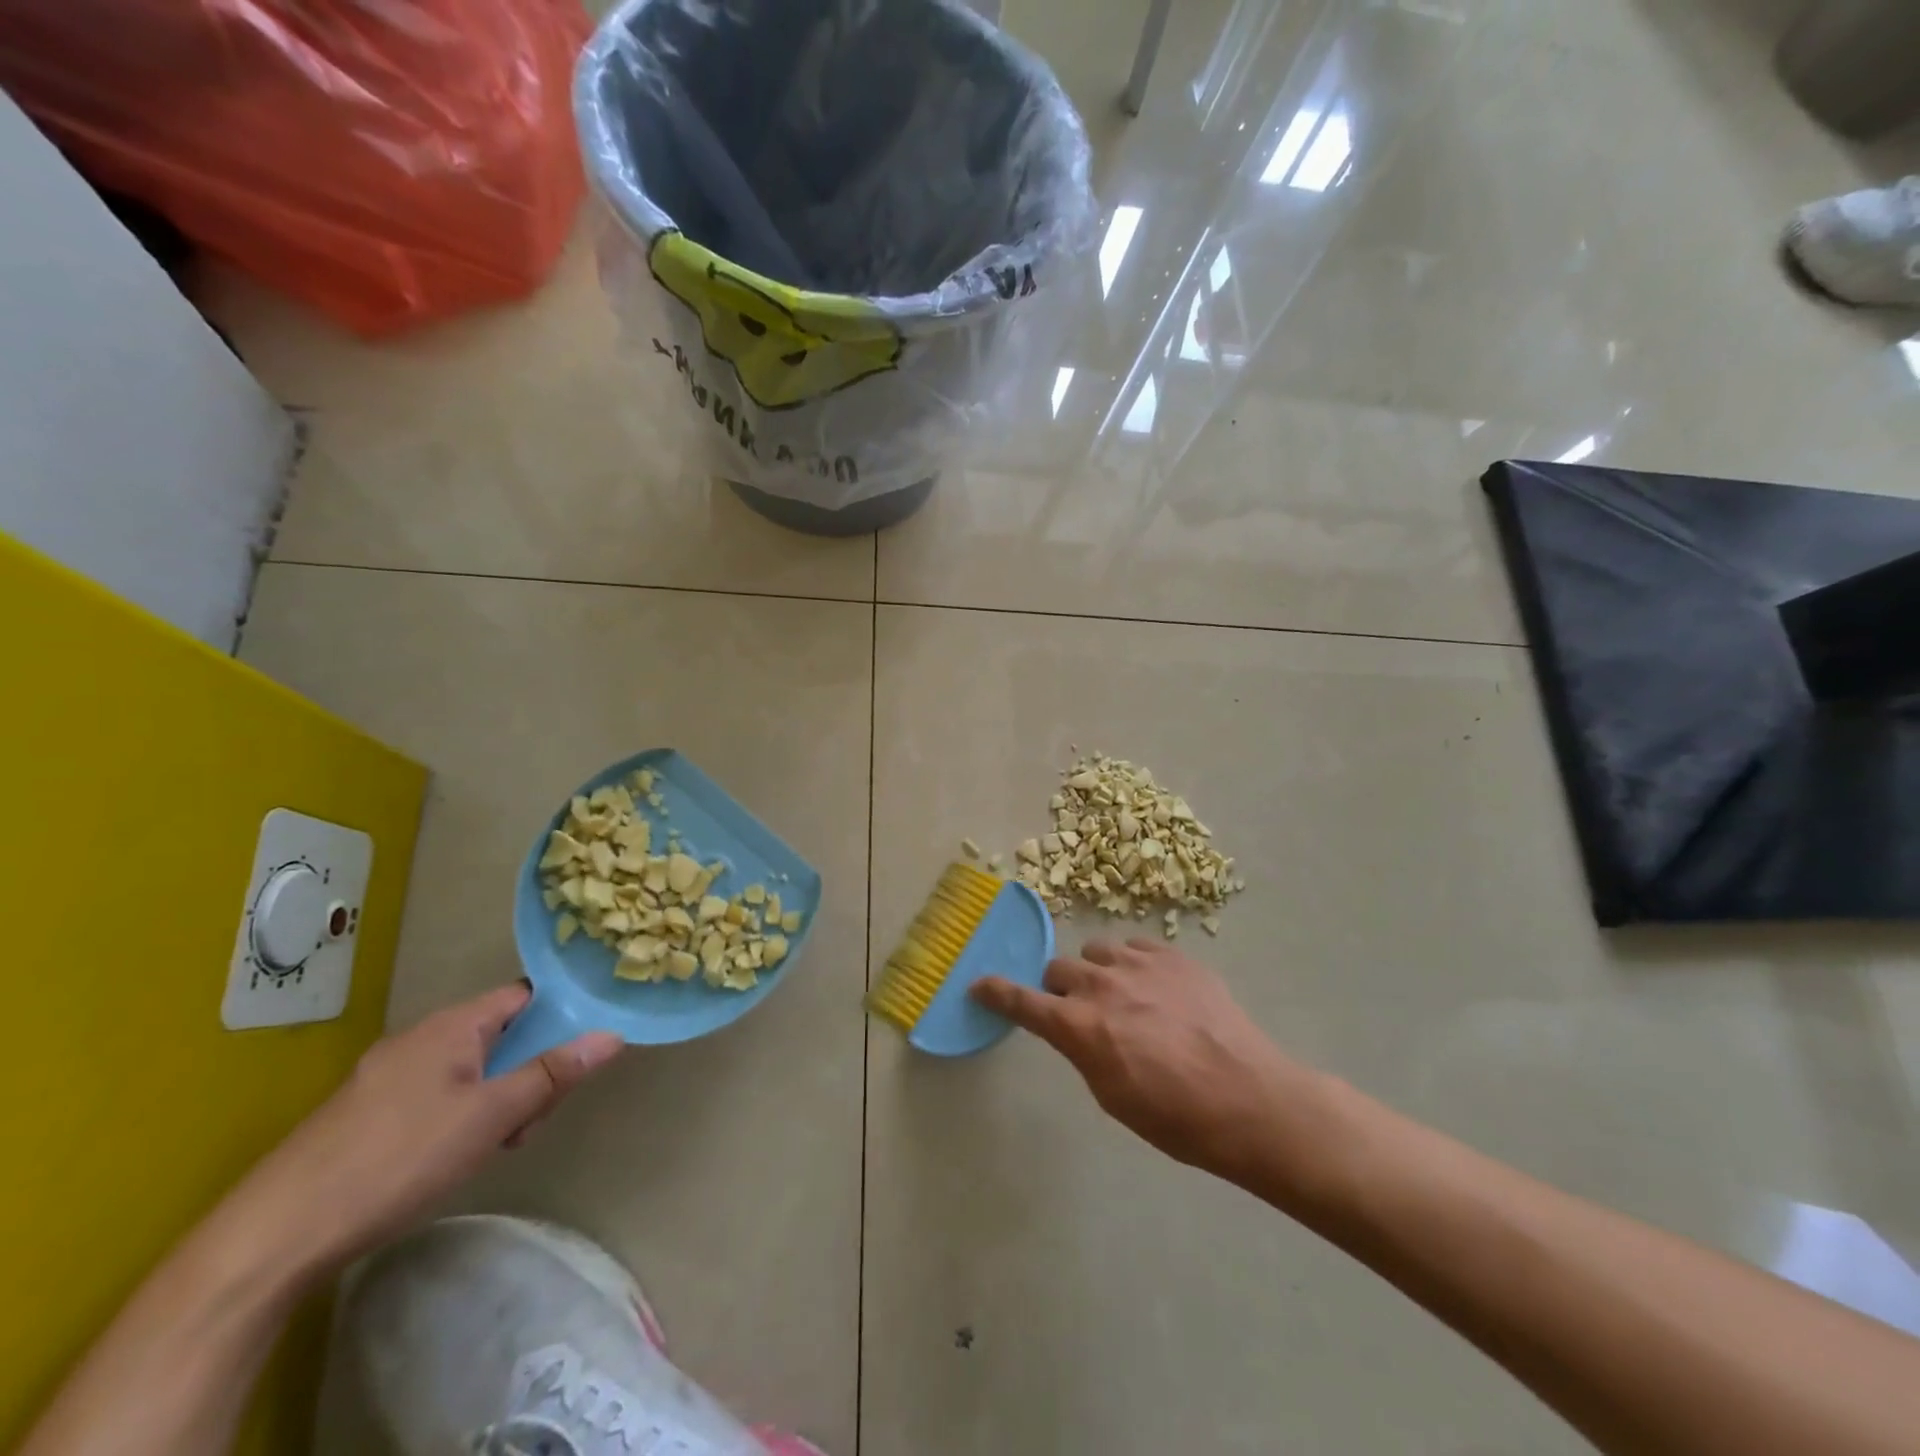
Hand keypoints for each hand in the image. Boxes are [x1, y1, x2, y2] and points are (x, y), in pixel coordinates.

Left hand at [236, 984, 622, 1270]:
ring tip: (498, 1143)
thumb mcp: (491, 1116)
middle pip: (499, 1033)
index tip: (583, 1047)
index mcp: (450, 1026)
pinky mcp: (366, 1113)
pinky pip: (436, 1093)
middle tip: (535, 1116)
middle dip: (530, 1067)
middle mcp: (419, 1038)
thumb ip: (553, 1073)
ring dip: (498, 1095)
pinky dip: (462, 1112)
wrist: (273, 1238)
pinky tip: (454, 1156)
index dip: (560, 1013)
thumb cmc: (398, 1160)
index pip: (523, 995)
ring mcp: (387, 1075)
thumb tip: (611, 1034)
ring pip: (469, 1067)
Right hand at [973, 939, 1311, 1188]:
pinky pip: (1135, 946)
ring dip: (1098, 972)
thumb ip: (1085, 1051)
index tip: (979, 984)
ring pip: (1096, 952)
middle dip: (1061, 989)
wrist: (1249, 1098)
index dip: (996, 992)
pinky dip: (1133, 963)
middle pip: (1058, 969)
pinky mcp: (1172, 955)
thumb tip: (1079, 1030)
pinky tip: (1154, 986)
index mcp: (1079, 1027)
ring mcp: (1138, 964)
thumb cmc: (1176, 1118)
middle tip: (1082, 1012)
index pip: (1022, 1001)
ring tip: (1123, 996)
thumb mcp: (1113, 1096)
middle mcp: (1100, 985)